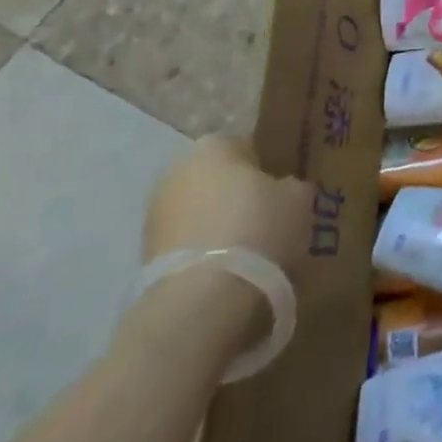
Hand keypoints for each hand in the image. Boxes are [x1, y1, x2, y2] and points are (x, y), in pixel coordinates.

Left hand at [143, 135, 312, 269]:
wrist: (201, 297)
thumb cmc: (256, 228)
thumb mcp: (298, 198)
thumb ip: (291, 185)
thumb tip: (283, 190)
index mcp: (214, 144)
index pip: (248, 147)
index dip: (268, 169)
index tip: (282, 193)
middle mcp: (178, 169)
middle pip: (219, 178)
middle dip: (238, 196)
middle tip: (266, 220)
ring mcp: (155, 212)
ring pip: (200, 211)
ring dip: (218, 225)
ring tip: (246, 252)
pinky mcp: (143, 253)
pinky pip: (186, 242)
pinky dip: (202, 252)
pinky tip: (224, 272)